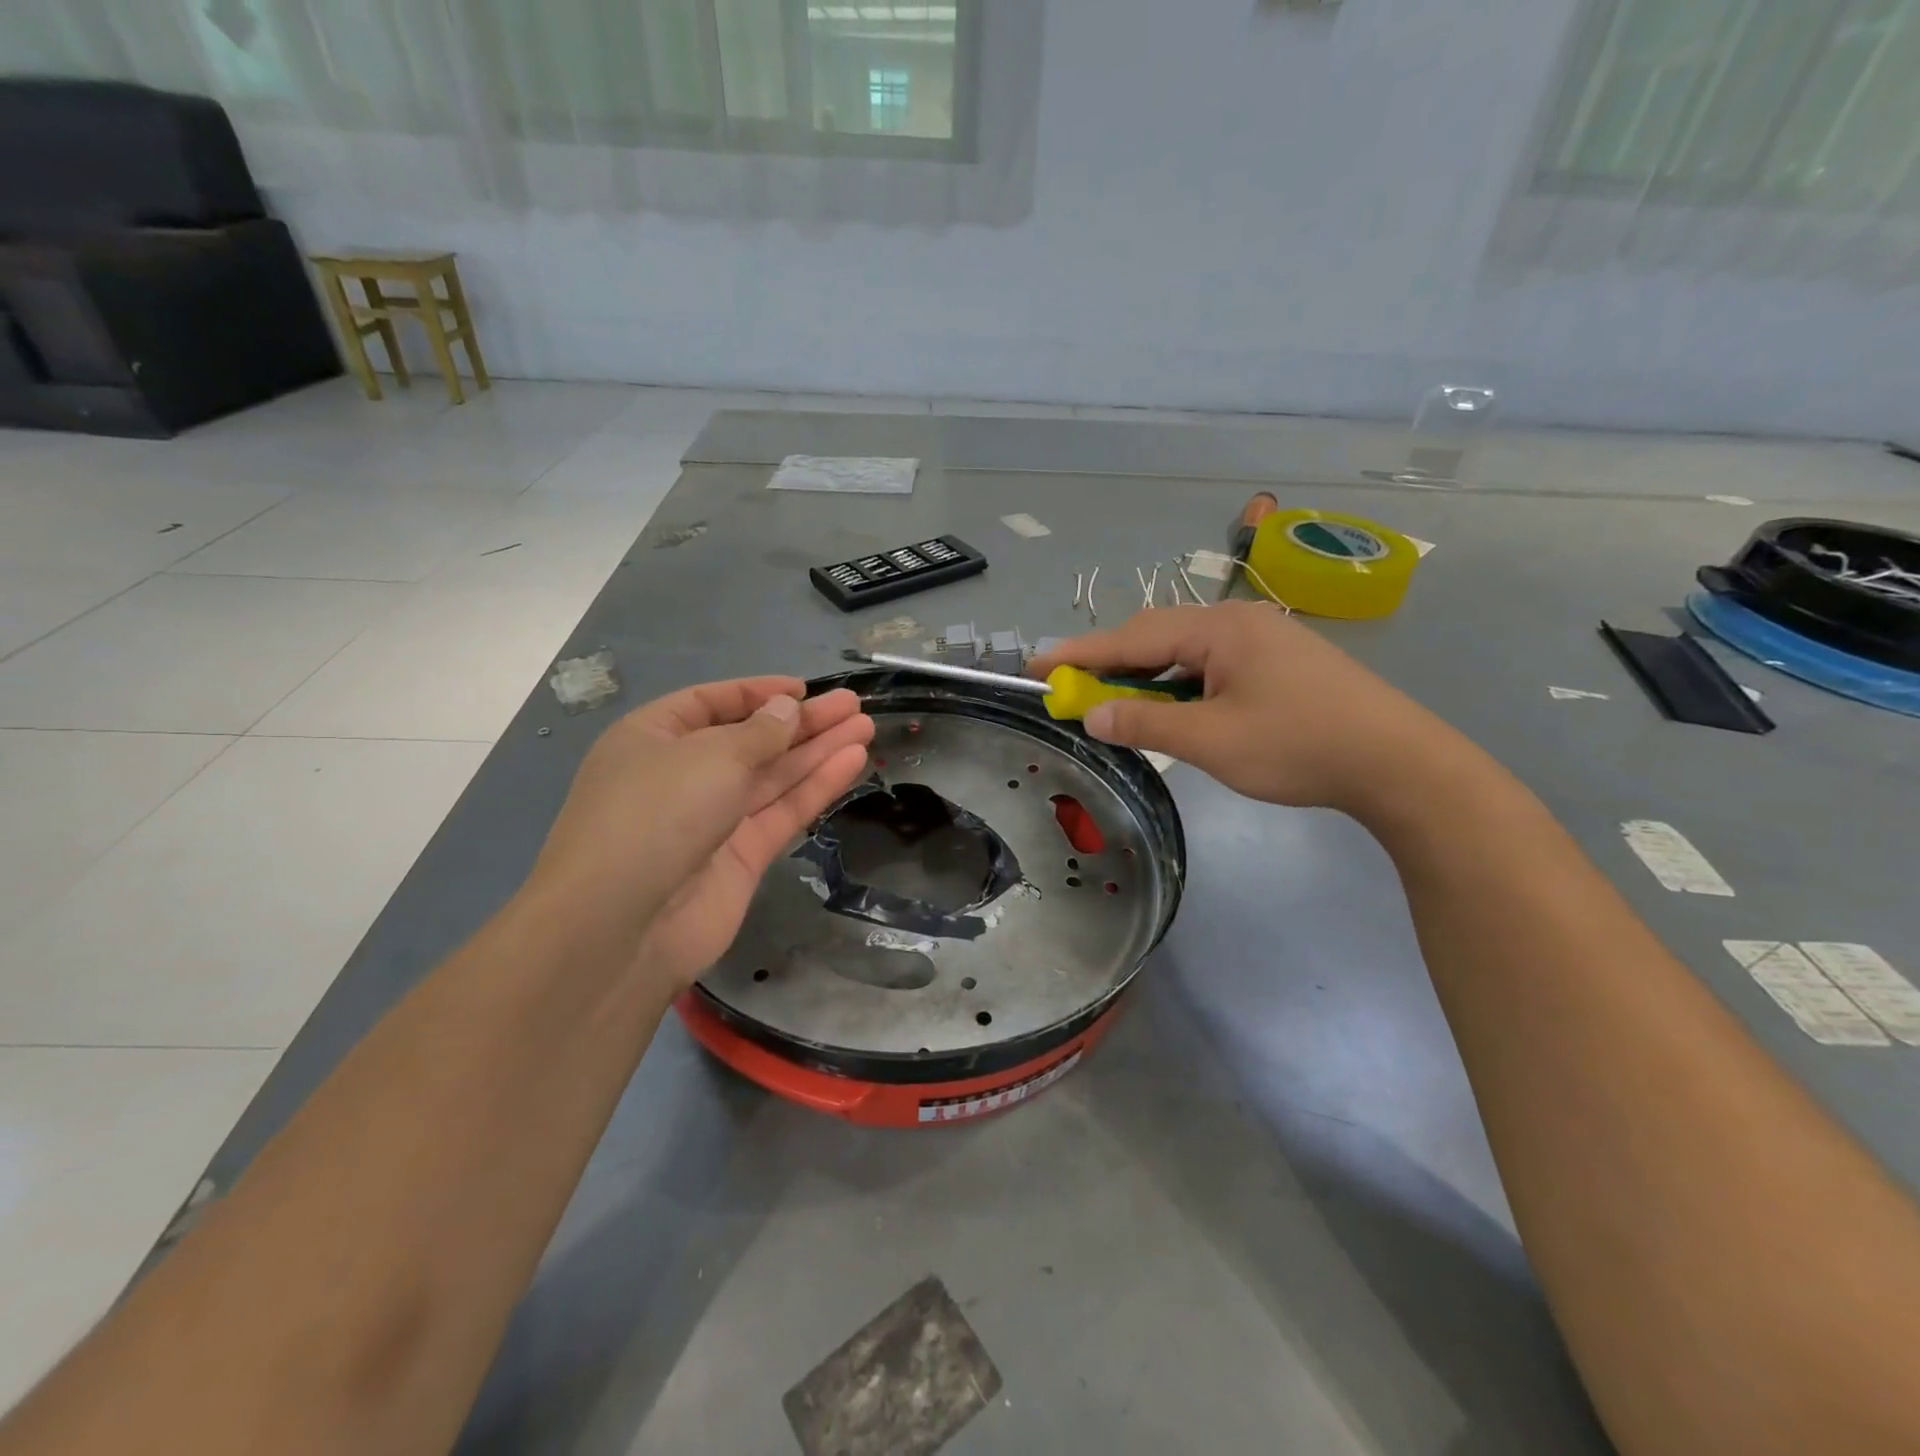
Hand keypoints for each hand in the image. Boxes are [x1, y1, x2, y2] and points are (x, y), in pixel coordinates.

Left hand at [529, 678, 872, 986]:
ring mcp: (713, 819)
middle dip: (802, 722)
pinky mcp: (741, 858)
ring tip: (865, 727)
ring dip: (817, 751)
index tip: (804, 689)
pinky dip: (815, 787)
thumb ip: (760, 733)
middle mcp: (683, 775)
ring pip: (773, 776)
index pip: (712, 703)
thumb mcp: (711, 756)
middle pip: (752, 739)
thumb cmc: (656, 814)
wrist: (623, 927)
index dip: (758, 694)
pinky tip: (851, 762)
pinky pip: (782, 811)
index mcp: (654, 738)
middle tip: (853, 705)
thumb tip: (787, 709)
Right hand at [1028, 603, 1469, 819]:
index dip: (1080, 653)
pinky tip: (1173, 708)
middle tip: (1070, 688)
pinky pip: (1212, 666)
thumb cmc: (1299, 746)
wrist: (1399, 763)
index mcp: (1220, 628)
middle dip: (1110, 663)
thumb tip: (1091, 713)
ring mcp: (1264, 640)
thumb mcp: (1211, 740)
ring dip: (1147, 677)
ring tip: (1115, 702)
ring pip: (1185, 652)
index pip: (1134, 636)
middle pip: (1157, 637)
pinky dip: (1180, 686)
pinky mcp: (1280, 663)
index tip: (1036, 665)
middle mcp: (1239, 621)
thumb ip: (1145, 723)